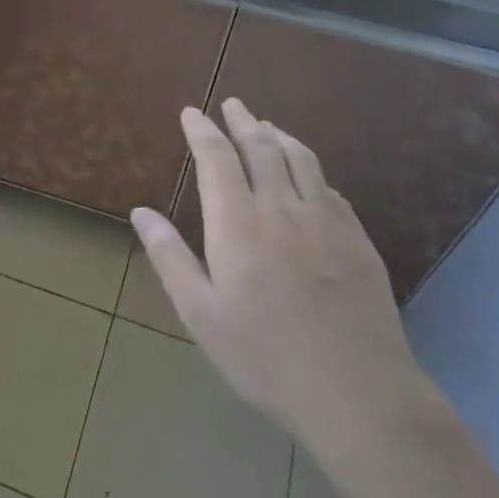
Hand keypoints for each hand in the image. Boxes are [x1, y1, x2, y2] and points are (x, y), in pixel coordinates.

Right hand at [130, 99, 425, 473]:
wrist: (357, 392)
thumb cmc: (264, 356)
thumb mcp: (200, 314)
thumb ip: (169, 257)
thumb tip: (141, 212)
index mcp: (238, 223)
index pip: (217, 158)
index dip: (202, 130)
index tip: (192, 112)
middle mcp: (282, 208)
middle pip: (262, 148)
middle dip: (243, 122)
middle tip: (233, 104)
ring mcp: (326, 221)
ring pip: (302, 160)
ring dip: (280, 136)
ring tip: (267, 126)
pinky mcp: (357, 240)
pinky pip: (331, 189)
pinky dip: (312, 170)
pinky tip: (310, 177)